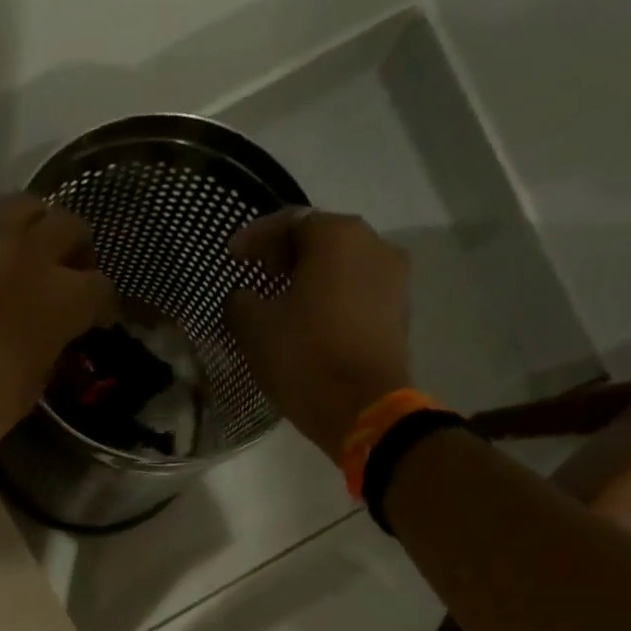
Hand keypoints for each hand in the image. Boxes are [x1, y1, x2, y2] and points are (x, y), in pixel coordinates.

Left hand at [0, 197, 116, 472]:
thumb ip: (50, 349)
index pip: (100, 286)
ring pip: (25, 210)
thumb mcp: (31, 389)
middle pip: (69, 226)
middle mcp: (26, 259)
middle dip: (77, 251)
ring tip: (34, 262)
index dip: (105, 306)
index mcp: (59, 298)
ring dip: (37, 230)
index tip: (100, 322)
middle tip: (72, 278)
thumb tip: (54, 336)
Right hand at [225, 210, 413, 457]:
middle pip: (322, 241)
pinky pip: (356, 295)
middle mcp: (374, 244)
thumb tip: (242, 297)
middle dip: (287, 256)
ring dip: (312, 280)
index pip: (289, 222)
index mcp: (337, 236)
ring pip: (342, 269)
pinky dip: (331, 302)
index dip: (255, 238)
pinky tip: (311, 323)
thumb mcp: (255, 329)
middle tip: (258, 274)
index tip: (232, 256)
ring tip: (284, 302)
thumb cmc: (305, 358)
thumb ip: (241, 303)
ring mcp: (393, 279)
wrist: (363, 408)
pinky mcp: (398, 313)